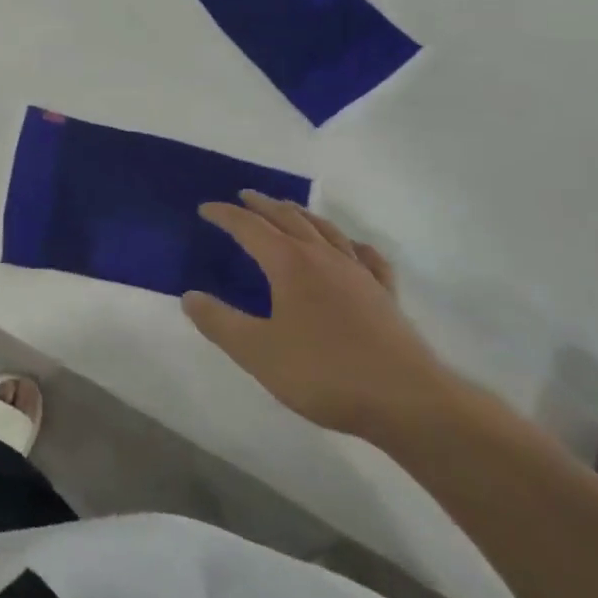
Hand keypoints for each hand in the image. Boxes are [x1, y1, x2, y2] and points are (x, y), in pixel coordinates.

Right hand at [184, 193, 458, 442]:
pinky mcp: (385, 295)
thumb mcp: (258, 353)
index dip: (225, 215)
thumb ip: (220, 323)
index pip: (249, 228)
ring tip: (289, 209)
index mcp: (290, 264)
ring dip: (302, 214)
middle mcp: (323, 257)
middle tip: (245, 196)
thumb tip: (190, 297)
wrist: (407, 401)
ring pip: (326, 230)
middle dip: (263, 205)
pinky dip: (352, 245)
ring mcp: (359, 273)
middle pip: (289, 218)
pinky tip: (352, 248)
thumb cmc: (325, 373)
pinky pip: (366, 257)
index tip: (206, 208)